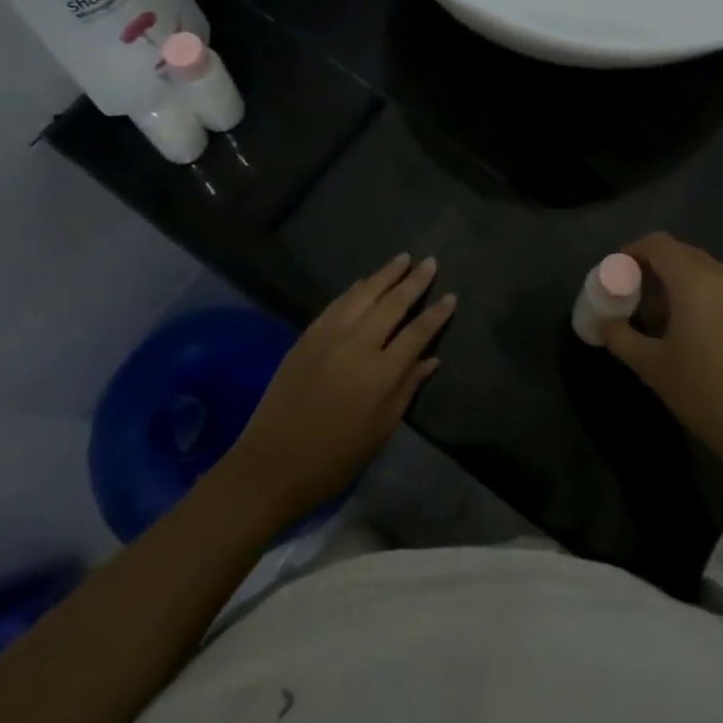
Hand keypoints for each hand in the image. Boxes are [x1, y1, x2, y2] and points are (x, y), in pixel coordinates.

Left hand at [223, 254, 454, 521]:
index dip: (436, 314)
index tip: (451, 296)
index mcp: (381, 374)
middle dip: (414, 281)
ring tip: (402, 259)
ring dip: (385, 275)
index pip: (417, 333)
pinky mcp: (307, 337)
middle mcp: (357, 345)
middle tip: (430, 262)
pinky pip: (336, 304)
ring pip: (363, 295)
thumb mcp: (381, 431)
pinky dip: (354, 289)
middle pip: (392, 304)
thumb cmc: (335, 458)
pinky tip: (364, 281)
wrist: (272, 464)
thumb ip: (407, 389)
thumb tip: (432, 359)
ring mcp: (329, 337)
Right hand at [601, 233, 722, 486]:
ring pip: (707, 272)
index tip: (617, 273)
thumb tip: (605, 324)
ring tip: (666, 318)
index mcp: (694, 282)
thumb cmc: (705, 394)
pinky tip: (700, 334)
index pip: (658, 244)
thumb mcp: (652, 367)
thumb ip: (621, 337)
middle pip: (682, 254)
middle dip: (655, 267)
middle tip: (636, 295)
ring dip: (680, 283)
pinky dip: (705, 297)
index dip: (633, 251)